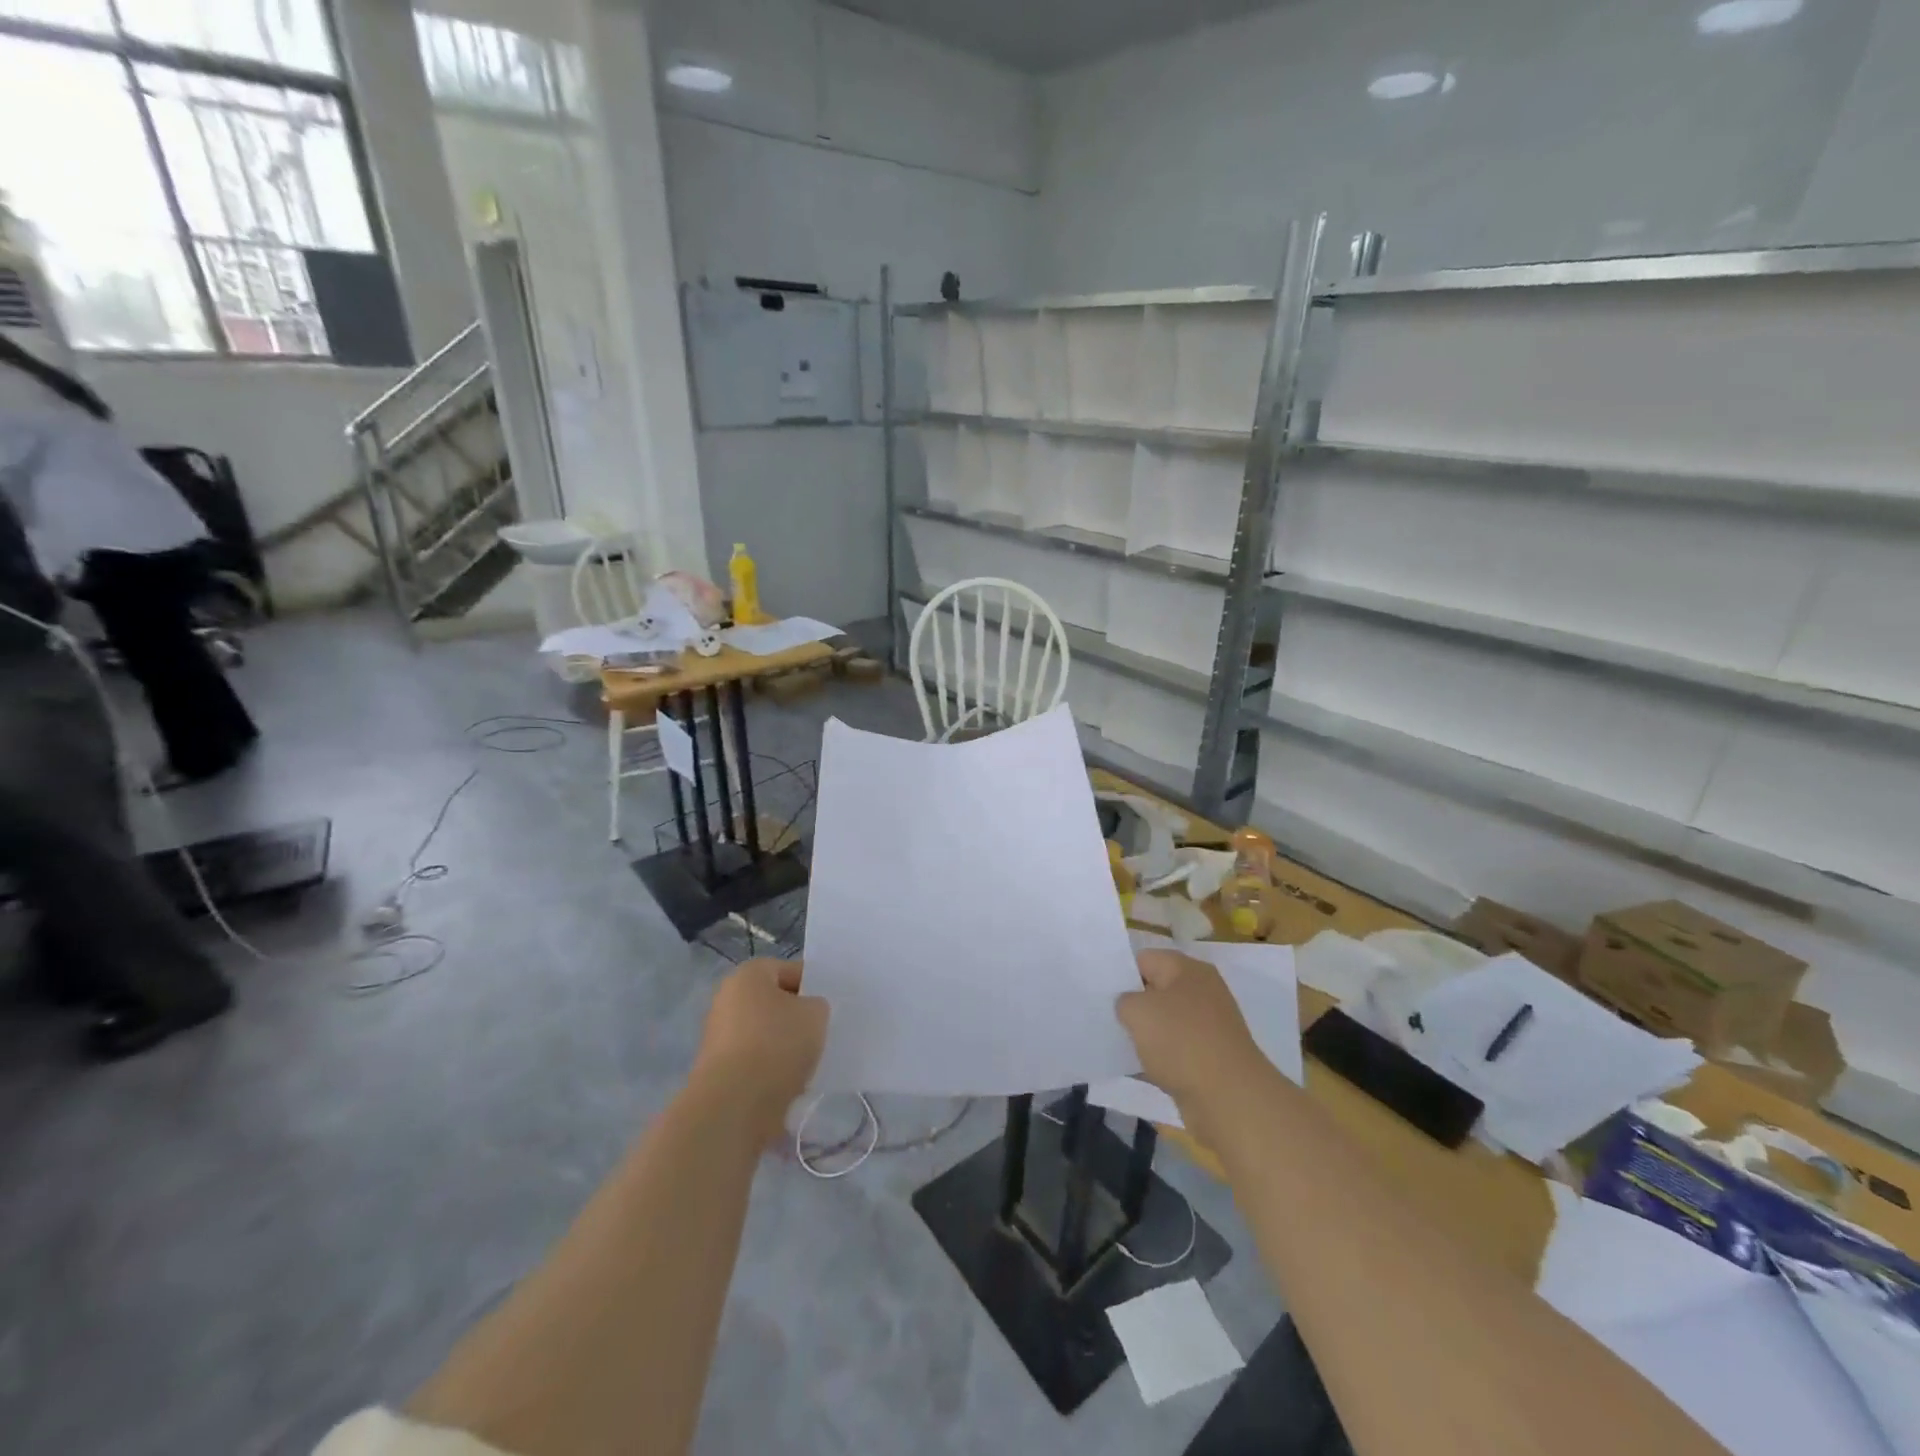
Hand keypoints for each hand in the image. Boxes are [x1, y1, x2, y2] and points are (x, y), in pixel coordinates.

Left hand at [692, 959, 828, 1139]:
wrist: (735, 1104)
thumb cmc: (777, 1043)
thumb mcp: (815, 1014)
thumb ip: (817, 1005)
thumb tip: (808, 1012)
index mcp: (748, 975)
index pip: (789, 970)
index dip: (813, 985)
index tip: (831, 1005)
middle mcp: (727, 999)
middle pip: (774, 1002)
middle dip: (797, 1016)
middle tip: (823, 1031)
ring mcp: (719, 1037)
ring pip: (765, 1034)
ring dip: (786, 1045)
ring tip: (811, 1061)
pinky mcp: (719, 1072)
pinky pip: (756, 1062)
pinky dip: (773, 1069)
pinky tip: (793, 1082)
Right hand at [1117, 950, 1264, 1130]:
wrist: (1229, 1098)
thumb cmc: (1181, 1042)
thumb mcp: (1137, 1011)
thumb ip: (1123, 1000)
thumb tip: (1131, 1007)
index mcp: (1187, 969)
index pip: (1144, 958)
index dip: (1121, 973)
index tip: (1101, 994)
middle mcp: (1202, 991)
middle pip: (1156, 989)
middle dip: (1133, 1004)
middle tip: (1107, 1018)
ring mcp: (1210, 1025)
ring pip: (1166, 1021)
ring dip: (1146, 1033)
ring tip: (1121, 1044)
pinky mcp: (1212, 1056)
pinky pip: (1177, 1049)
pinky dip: (1161, 1057)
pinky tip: (1141, 1068)